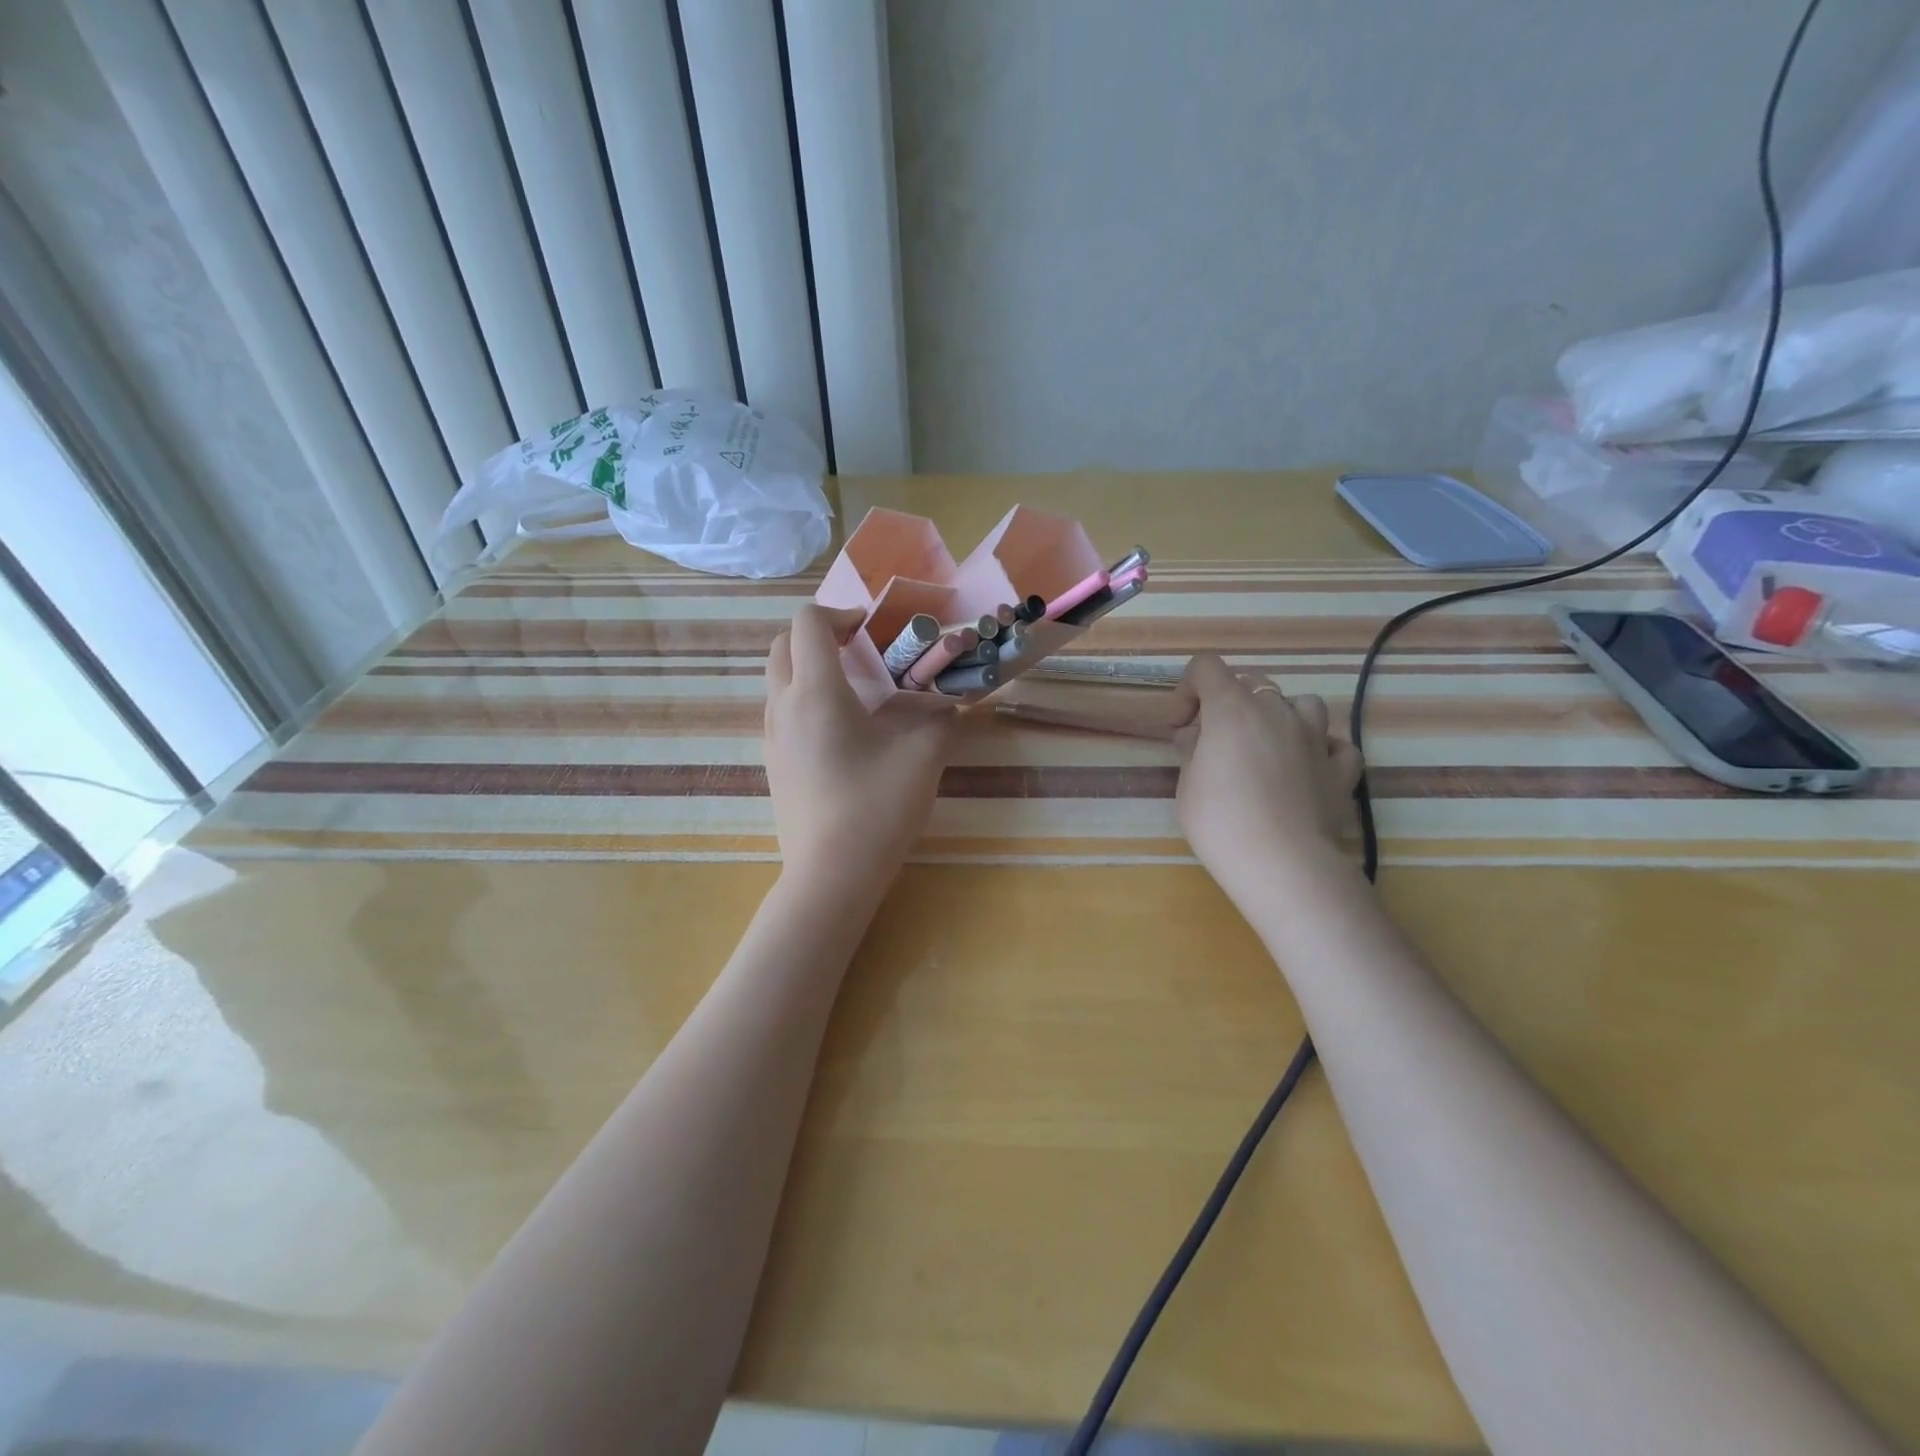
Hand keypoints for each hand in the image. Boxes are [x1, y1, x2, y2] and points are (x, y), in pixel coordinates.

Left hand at [764, 606, 956, 901]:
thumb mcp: (923, 757)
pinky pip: (782, 712)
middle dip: (819, 635)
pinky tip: (843, 733)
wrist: (830, 877)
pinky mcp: (774, 765)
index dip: (840, 613)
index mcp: (816, 693)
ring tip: (856, 691)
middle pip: (783, 646)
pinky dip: (805, 700)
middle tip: (861, 651)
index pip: (808, 623)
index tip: (873, 630)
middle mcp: (783, 707)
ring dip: (810, 668)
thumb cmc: (876, 809)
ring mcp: (772, 738)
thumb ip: (940, 718)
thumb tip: (948, 703)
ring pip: (779, 680)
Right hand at [1171, 654, 1363, 900]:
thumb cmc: (1221, 822)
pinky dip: (1321, 749)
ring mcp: (1315, 738)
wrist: (1283, 864)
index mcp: (1233, 709)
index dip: (1188, 689)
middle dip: (1229, 704)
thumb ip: (1193, 750)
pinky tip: (1308, 768)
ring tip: (1267, 747)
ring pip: (1302, 704)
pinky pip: (1335, 744)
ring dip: (1281, 716)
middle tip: (1215, 743)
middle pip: (1252, 682)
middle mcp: (1277, 711)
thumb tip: (1198, 735)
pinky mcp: (1341, 769)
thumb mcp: (1187, 785)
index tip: (1182, 726)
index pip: (1206, 668)